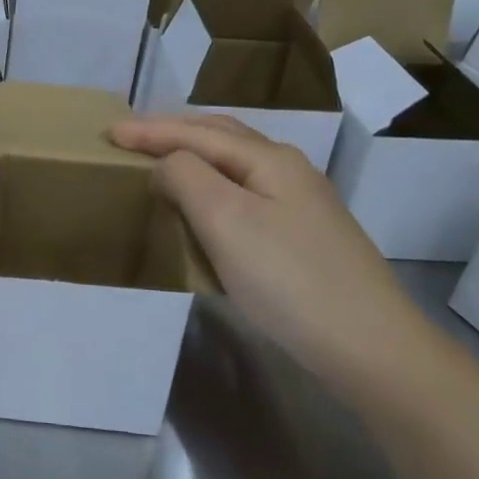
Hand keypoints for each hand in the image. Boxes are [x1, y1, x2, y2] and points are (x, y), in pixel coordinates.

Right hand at [109, 113, 433, 400]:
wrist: (371, 347)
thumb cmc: (289, 278)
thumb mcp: (226, 220)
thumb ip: (186, 177)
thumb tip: (165, 164)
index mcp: (269, 159)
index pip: (196, 133)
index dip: (149, 130)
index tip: (107, 132)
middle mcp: (287, 170)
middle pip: (220, 137)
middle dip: (173, 132)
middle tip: (131, 138)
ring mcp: (300, 204)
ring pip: (234, 165)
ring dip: (193, 156)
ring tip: (160, 162)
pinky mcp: (303, 236)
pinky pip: (244, 193)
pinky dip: (212, 186)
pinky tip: (204, 205)